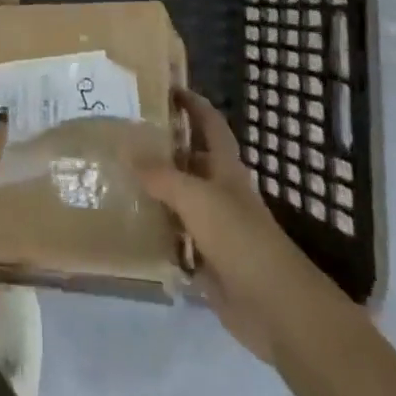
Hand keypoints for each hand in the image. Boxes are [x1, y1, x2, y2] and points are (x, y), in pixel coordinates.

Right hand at [137, 89, 344, 365]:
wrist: (275, 307)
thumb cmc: (239, 237)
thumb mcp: (196, 197)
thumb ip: (161, 175)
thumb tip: (126, 149)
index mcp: (225, 167)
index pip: (210, 123)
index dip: (193, 103)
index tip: (168, 88)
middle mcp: (221, 192)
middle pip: (192, 162)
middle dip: (165, 149)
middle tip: (127, 138)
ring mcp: (216, 229)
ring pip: (182, 202)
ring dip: (157, 193)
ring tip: (120, 179)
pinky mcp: (209, 264)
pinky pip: (178, 242)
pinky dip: (159, 235)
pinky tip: (132, 229)